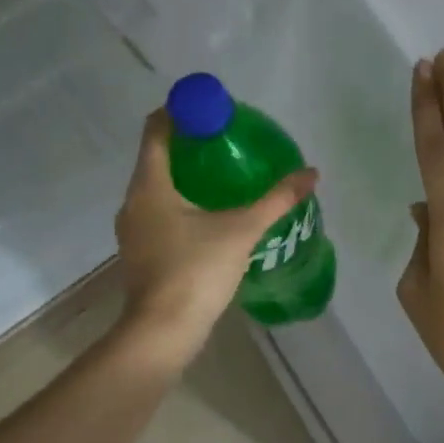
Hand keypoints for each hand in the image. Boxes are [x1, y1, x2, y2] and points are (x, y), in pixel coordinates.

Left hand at [114, 108, 318, 367]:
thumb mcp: (242, 230)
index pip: (156, 130)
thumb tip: (311, 173)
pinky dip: (179, 202)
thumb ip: (277, 200)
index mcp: (150, 185)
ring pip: (156, 187)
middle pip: (156, 157)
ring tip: (222, 174)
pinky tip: (208, 214)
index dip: (180, 112)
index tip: (210, 109)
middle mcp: (133, 201)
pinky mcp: (140, 252)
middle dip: (188, 144)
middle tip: (226, 140)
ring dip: (184, 175)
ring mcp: (132, 229)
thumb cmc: (196, 271)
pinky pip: (158, 212)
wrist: (163, 333)